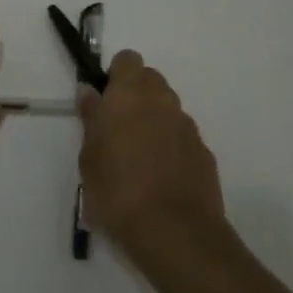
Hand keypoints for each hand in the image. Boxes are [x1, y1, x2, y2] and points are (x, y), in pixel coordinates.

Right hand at [79, 50, 224, 257]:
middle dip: (136, 95)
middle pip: (150, 80)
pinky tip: (161, 176)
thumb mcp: (89, 158)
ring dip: (154, 120)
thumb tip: (90, 93)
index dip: (116, 74)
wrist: (174, 232)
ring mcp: (187, 125)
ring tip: (139, 156)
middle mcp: (162, 101)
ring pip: (168, 108)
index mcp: (129, 95)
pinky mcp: (204, 151)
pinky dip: (172, 145)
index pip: (127, 60)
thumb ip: (91, 119)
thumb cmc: (117, 192)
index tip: (105, 99)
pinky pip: (182, 136)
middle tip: (118, 127)